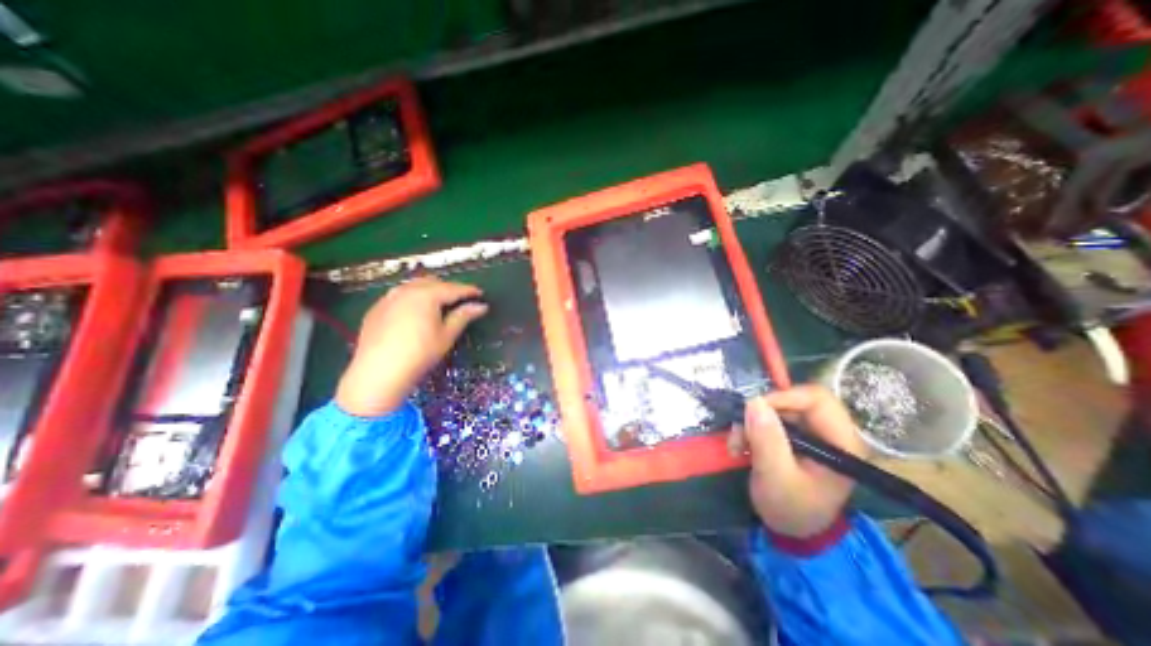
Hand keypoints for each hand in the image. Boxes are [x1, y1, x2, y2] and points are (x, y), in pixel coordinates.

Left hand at [339, 278, 489, 419]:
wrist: (378, 373)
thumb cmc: (420, 354)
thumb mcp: (446, 335)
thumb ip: (463, 316)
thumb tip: (481, 306)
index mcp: (426, 295)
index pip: (453, 288)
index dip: (468, 291)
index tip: (480, 293)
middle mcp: (406, 290)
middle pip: (433, 283)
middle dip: (448, 288)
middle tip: (461, 299)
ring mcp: (388, 298)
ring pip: (414, 286)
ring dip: (429, 290)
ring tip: (439, 303)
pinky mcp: (376, 309)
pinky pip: (399, 296)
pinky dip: (412, 298)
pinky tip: (415, 312)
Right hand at [743, 385, 867, 536]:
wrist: (791, 532)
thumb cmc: (791, 510)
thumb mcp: (776, 478)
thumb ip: (767, 441)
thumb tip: (754, 401)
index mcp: (840, 442)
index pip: (816, 399)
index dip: (783, 397)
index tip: (752, 411)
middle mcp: (828, 432)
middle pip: (793, 400)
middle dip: (760, 413)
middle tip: (740, 432)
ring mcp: (810, 433)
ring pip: (776, 409)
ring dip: (751, 423)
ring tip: (737, 445)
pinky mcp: (794, 437)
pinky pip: (769, 419)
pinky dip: (751, 428)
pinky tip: (741, 446)